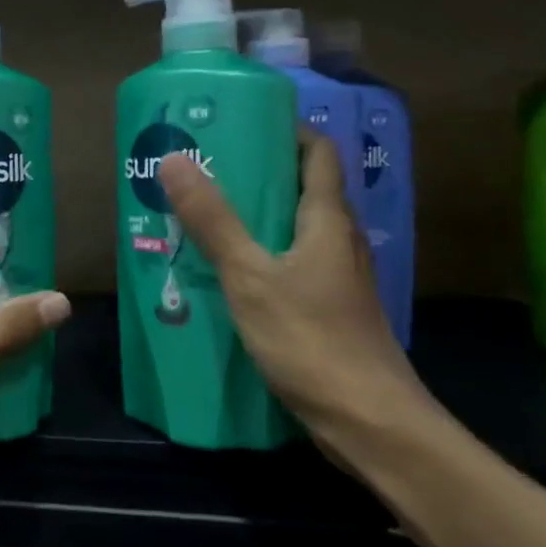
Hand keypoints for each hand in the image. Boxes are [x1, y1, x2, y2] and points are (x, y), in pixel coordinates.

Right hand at [158, 126, 433, 445]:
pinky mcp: (328, 309)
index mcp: (328, 220)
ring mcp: (337, 278)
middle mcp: (339, 240)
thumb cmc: (311, 340)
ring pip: (295, 228)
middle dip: (258, 171)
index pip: (318, 152)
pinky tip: (225, 269)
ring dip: (256, 215)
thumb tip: (176, 159)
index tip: (239, 123)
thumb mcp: (251, 276)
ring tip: (204, 213)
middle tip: (204, 167)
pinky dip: (260, 253)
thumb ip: (213, 220)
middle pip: (303, 187)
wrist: (369, 423)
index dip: (285, 130)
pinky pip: (290, 263)